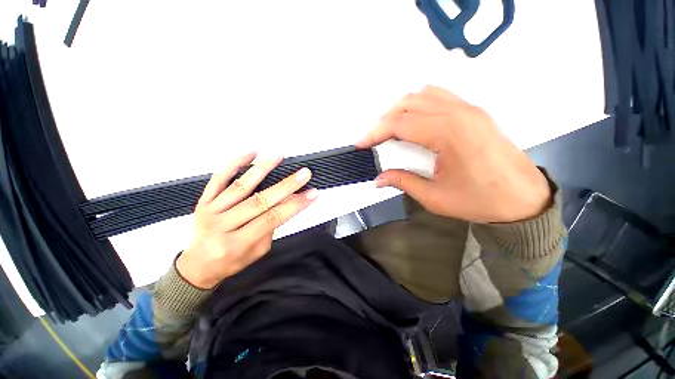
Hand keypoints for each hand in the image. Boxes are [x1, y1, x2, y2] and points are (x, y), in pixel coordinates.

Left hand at [176, 152, 317, 288]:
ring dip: (262, 169)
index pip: (272, 219)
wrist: (199, 265)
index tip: (312, 193)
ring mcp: (211, 211)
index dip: (294, 205)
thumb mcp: (258, 251)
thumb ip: (271, 227)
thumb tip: (287, 202)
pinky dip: (234, 164)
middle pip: (260, 201)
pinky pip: (218, 179)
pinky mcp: (203, 200)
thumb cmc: (232, 260)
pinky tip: (250, 154)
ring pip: (240, 187)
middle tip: (304, 174)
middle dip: (286, 186)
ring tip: (279, 156)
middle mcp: (223, 225)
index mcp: (238, 243)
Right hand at [357, 86, 550, 222]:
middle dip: (384, 121)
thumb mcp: (435, 197)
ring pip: (423, 94)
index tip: (361, 143)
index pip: (400, 123)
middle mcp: (458, 113)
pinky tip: (413, 121)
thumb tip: (379, 179)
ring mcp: (469, 108)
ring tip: (388, 129)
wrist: (523, 199)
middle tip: (373, 140)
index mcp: (449, 134)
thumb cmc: (480, 201)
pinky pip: (439, 96)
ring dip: (400, 109)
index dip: (375, 132)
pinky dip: (418, 104)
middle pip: (408, 104)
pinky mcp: (473, 111)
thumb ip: (403, 182)